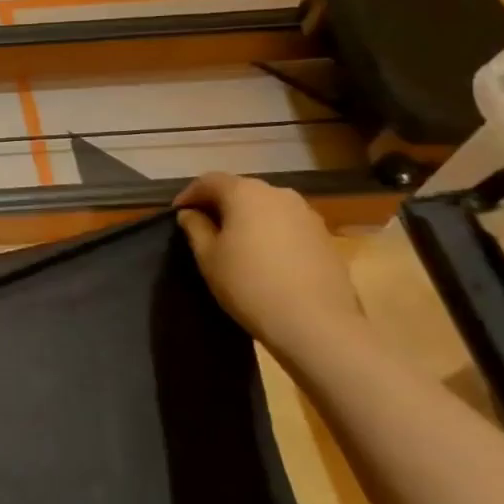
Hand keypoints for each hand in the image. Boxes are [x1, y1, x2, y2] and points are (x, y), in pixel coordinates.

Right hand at [173, 173, 363, 351]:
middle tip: (204, 226)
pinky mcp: (324, 236)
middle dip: (220, 204)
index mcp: (245, 193)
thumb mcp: (208, 257)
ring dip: (247, 217)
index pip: (209, 181)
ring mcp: (307, 214)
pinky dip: (270, 231)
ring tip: (235, 242)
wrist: (316, 323)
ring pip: (266, 206)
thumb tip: (191, 213)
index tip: (178, 214)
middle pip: (241, 190)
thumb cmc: (249, 284)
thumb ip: (195, 227)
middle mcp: (278, 193)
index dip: (189, 194)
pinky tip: (265, 256)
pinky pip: (287, 224)